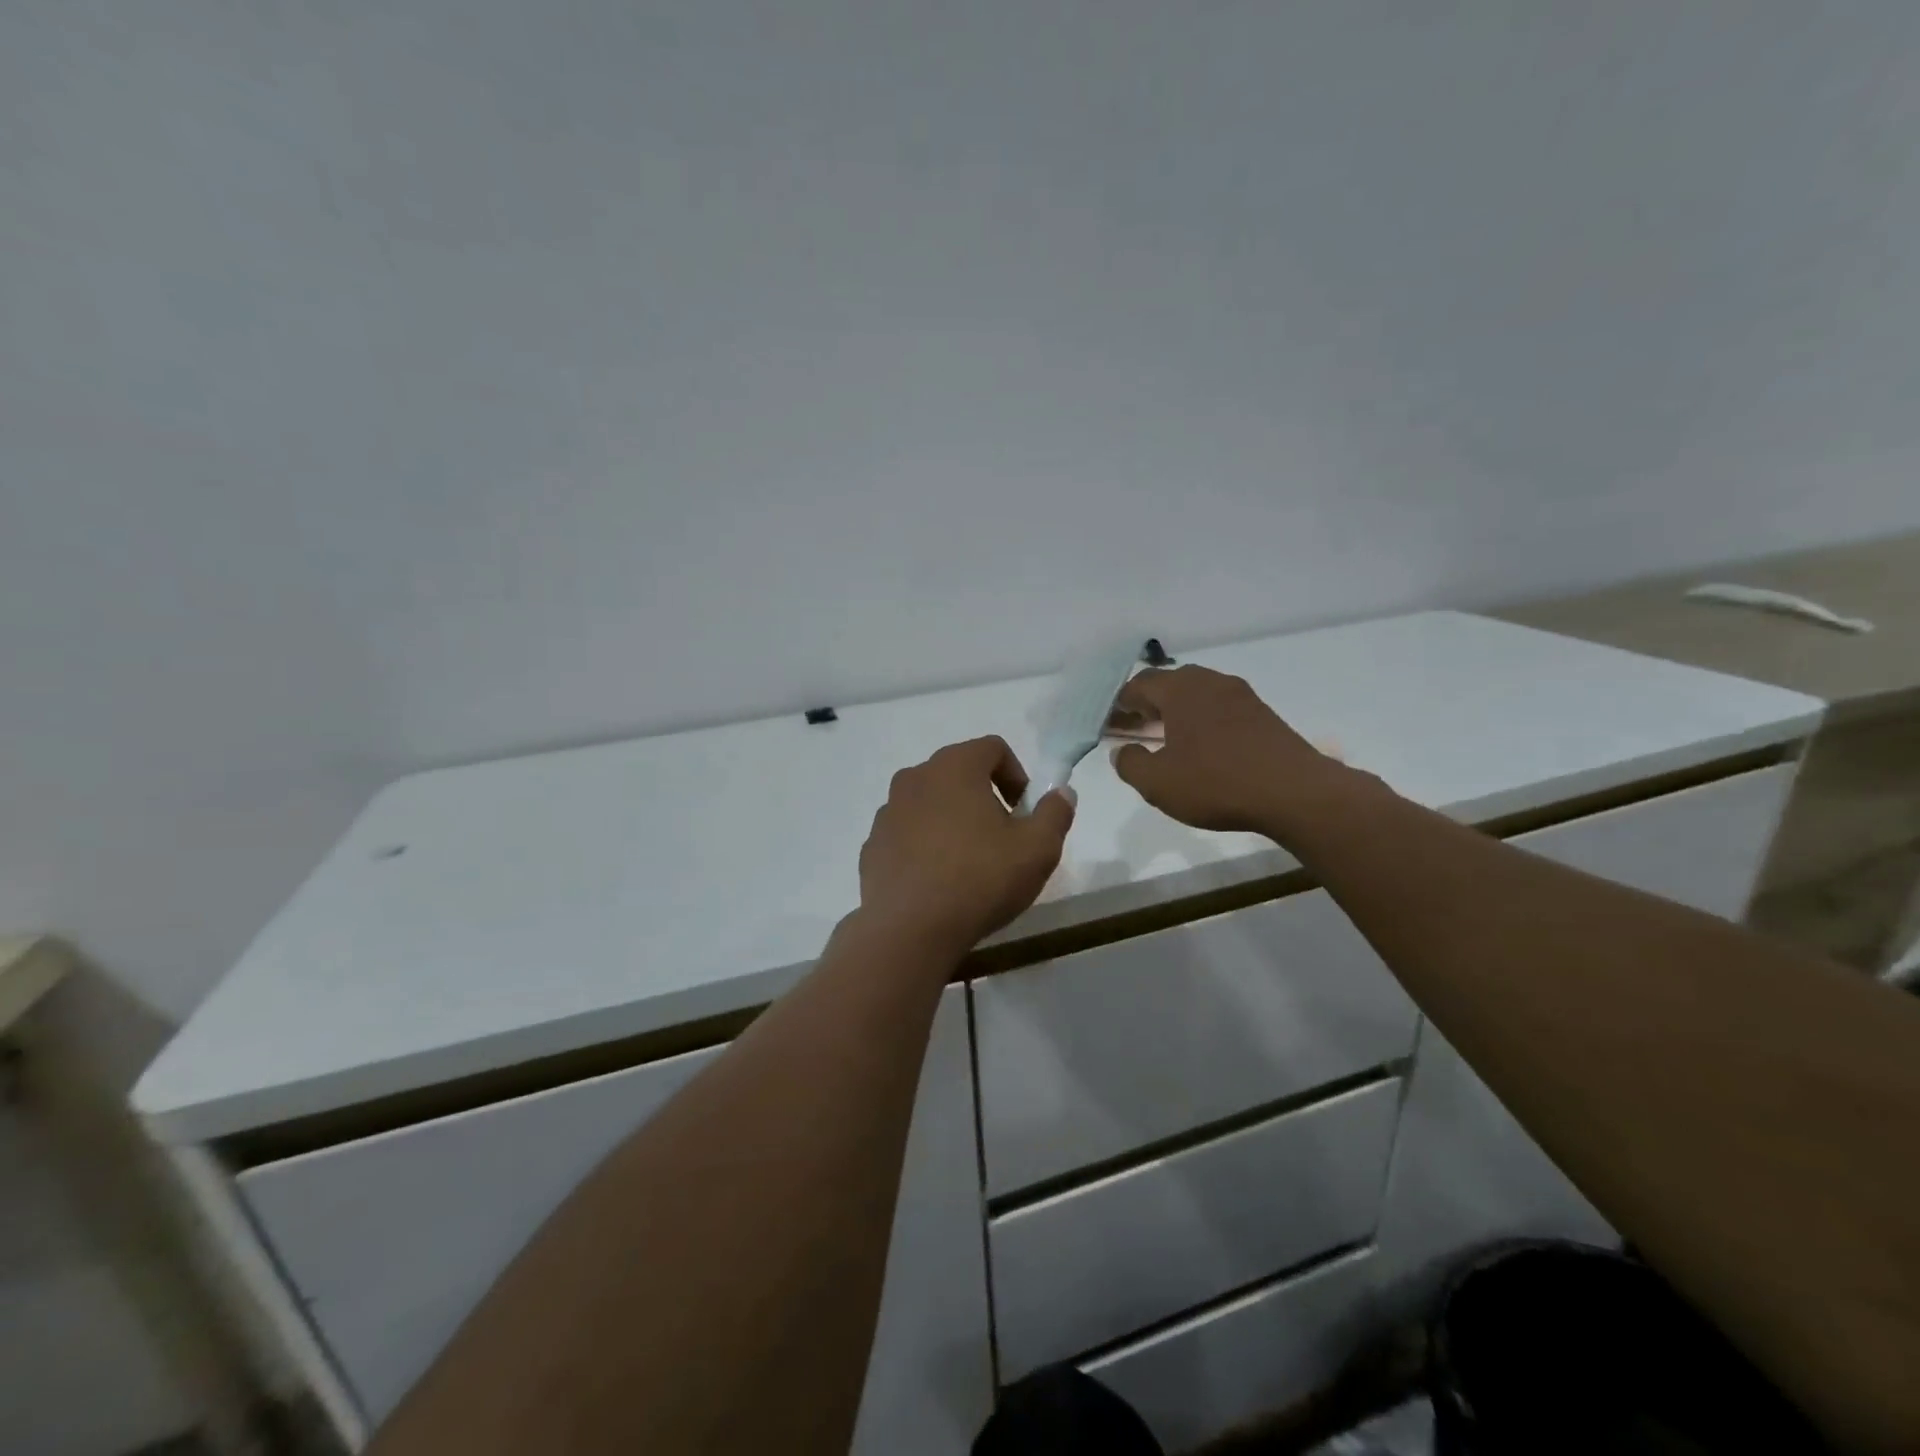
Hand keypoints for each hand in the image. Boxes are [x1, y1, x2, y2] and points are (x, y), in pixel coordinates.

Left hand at [858, 737, 1075, 955]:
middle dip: (984, 797)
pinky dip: (924, 844)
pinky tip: (937, 881)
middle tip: (1002, 838)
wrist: (909, 930)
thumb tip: (1061, 793)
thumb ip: (1055, 813)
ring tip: (968, 862)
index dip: (1016, 775)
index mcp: (955, 767)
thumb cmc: (980, 879)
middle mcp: (915, 777)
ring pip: (930, 802)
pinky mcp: (872, 844)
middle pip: (959, 772)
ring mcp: (888, 811)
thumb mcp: (1038, 849)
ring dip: (952, 820)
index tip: (1024, 812)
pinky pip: (907, 832)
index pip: (992, 748)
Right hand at [1110, 666, 1345, 834]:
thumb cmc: (1217, 783)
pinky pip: (1219, 707)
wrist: (1296, 793)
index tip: (1108, 723)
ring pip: (1196, 694)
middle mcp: (1210, 682)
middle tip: (1131, 728)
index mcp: (1180, 690)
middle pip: (1168, 684)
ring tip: (1162, 738)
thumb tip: (1121, 751)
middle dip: (1145, 704)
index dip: (1119, 703)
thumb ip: (1131, 764)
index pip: (1139, 684)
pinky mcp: (1262, 714)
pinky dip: (1199, 720)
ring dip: (1174, 712)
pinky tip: (1199, 746)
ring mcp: (1240, 695)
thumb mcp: (1158, 783)